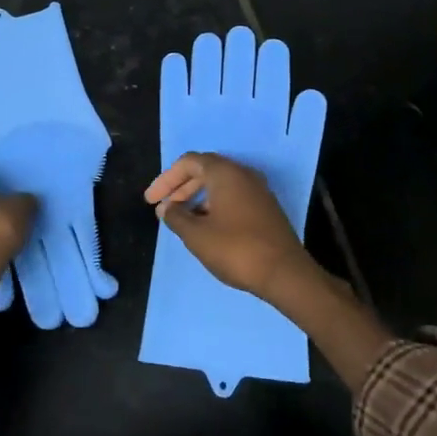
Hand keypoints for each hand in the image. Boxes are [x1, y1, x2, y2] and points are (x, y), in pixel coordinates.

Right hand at [144, 152, 328, 305]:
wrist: (285, 273)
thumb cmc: (236, 249)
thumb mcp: (197, 235)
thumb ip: (176, 217)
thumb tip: (167, 207)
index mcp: (225, 172)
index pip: (188, 162)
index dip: (166, 179)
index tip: (151, 201)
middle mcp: (243, 174)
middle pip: (205, 170)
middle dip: (181, 187)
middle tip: (164, 208)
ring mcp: (258, 190)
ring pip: (220, 184)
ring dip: (197, 197)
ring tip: (182, 219)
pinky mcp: (266, 208)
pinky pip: (233, 196)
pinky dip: (214, 205)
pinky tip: (206, 226)